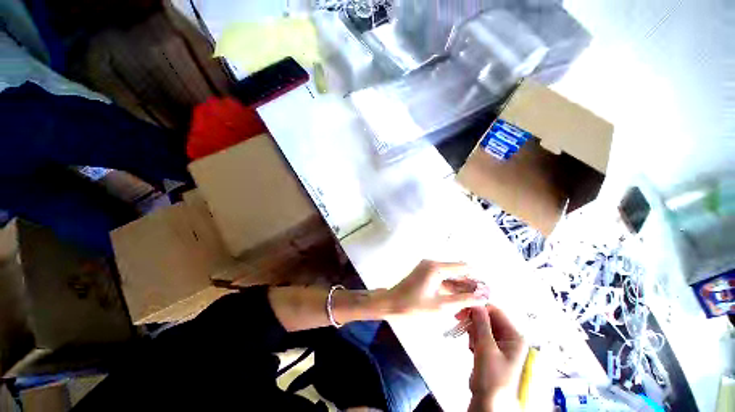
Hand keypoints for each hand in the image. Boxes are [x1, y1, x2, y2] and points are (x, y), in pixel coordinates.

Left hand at [380, 260, 489, 317]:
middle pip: (457, 271)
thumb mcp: (440, 306)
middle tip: (480, 300)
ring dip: (460, 287)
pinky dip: (450, 288)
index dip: (476, 278)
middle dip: (469, 284)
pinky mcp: (425, 273)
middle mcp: (432, 263)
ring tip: (472, 302)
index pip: (463, 267)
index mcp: (436, 267)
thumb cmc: (414, 305)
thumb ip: (462, 300)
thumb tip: (482, 297)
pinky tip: (459, 300)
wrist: (391, 304)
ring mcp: (428, 267)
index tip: (486, 292)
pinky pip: (442, 278)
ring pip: (450, 275)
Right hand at [468, 305, 525, 411]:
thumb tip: (475, 301)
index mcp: (514, 336)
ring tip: (471, 345)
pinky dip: (474, 338)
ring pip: (482, 326)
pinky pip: (480, 335)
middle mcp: (509, 337)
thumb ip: (481, 323)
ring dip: (473, 331)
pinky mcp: (491, 350)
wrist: (487, 402)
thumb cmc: (491, 376)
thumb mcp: (486, 347)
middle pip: (488, 318)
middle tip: (461, 324)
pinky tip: (472, 349)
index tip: (462, 309)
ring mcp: (500, 344)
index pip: (495, 311)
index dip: (479, 308)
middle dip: (474, 321)